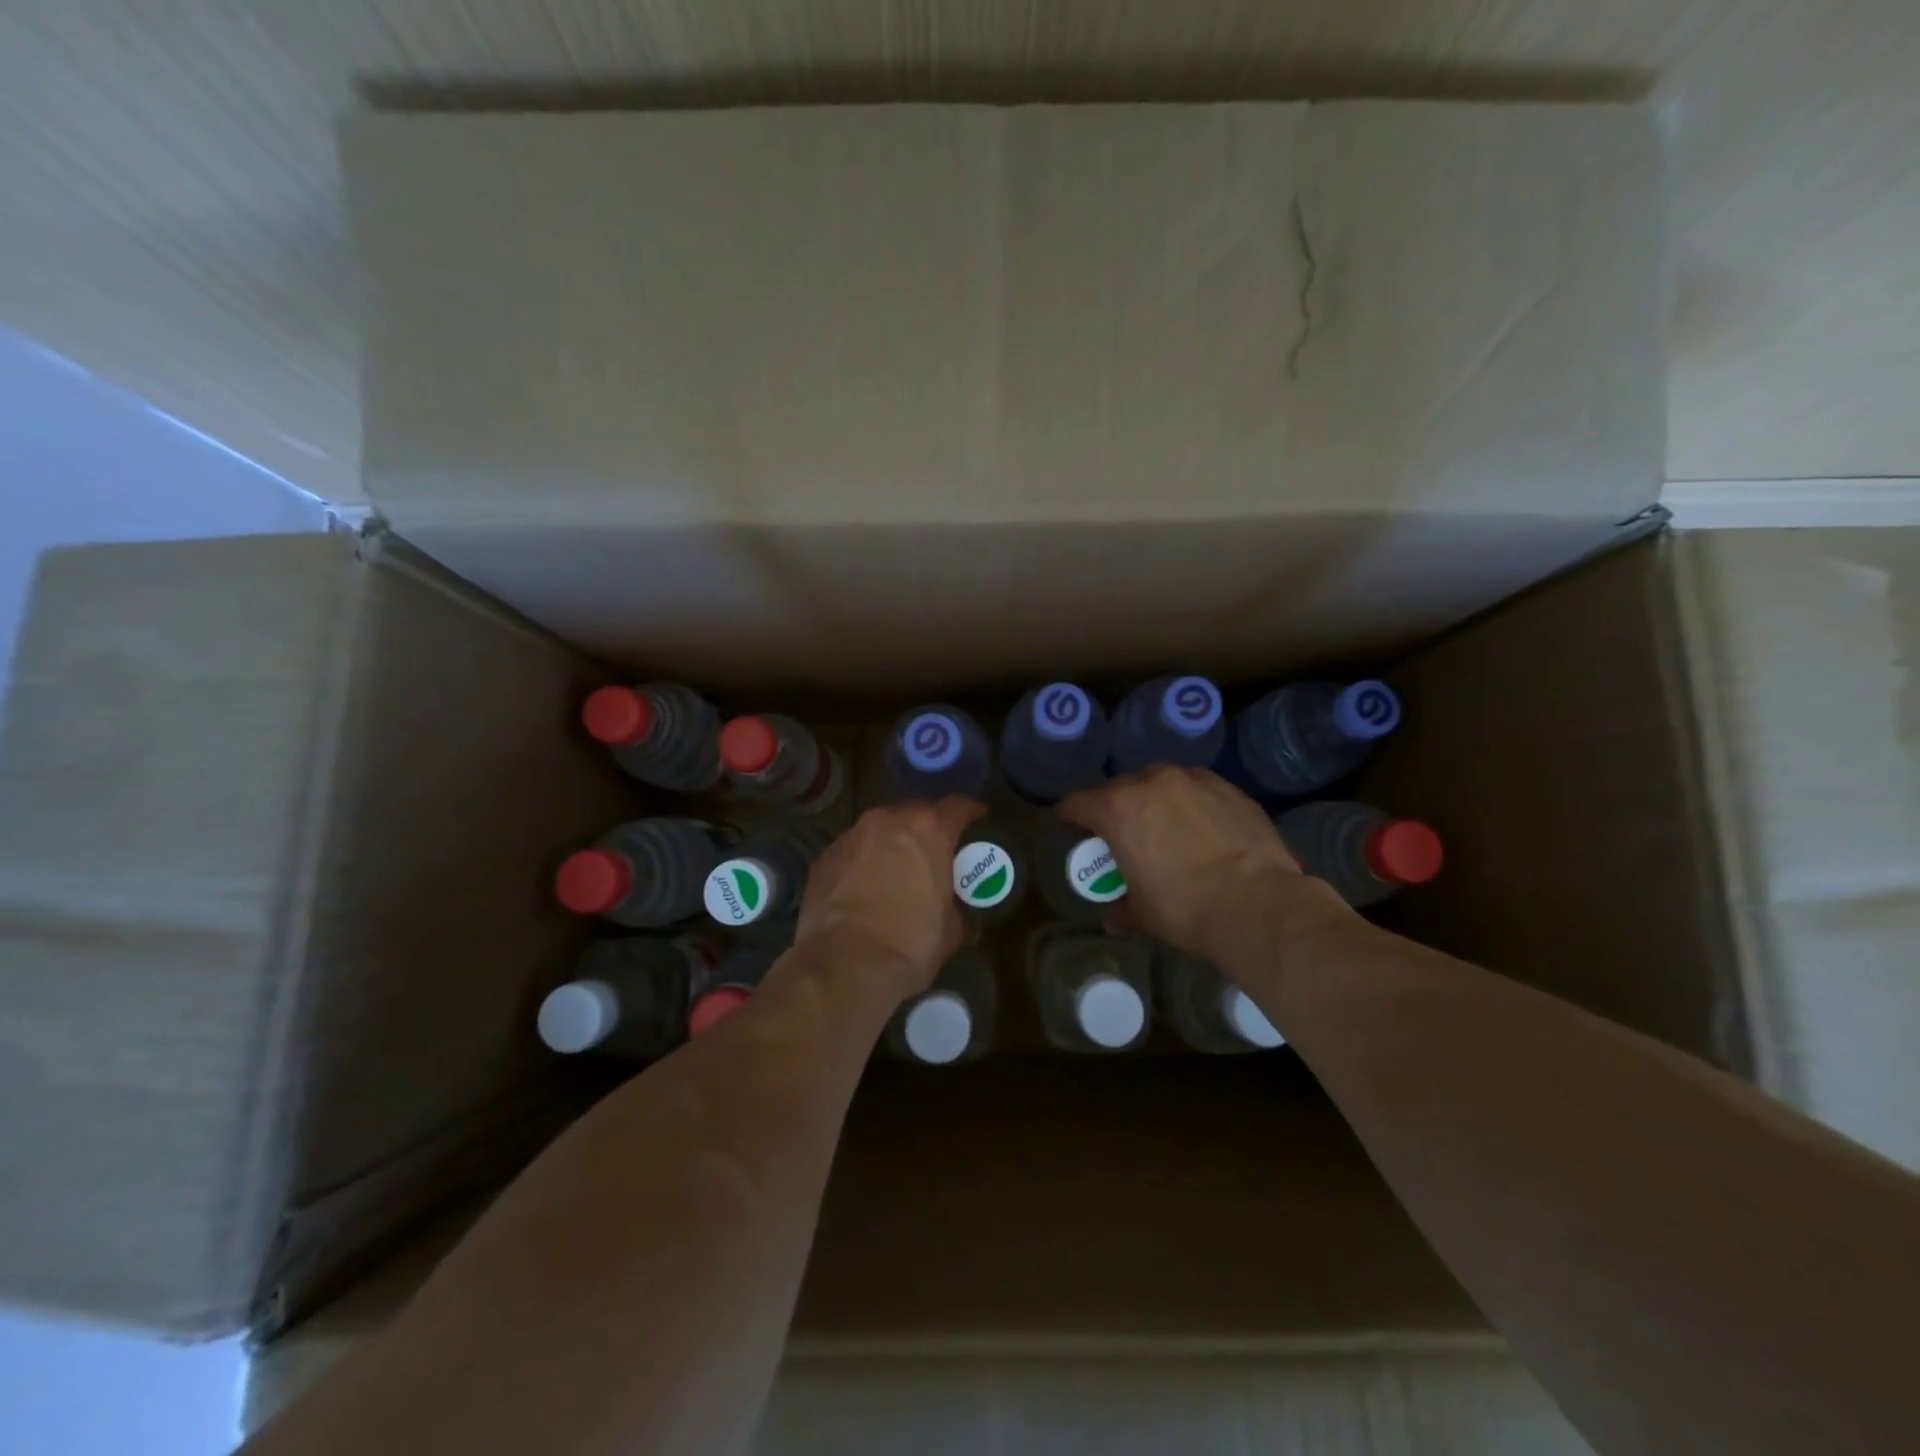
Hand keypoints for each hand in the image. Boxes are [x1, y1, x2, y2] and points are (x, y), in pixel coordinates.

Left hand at [795, 798, 984, 1000]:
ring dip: (892, 843)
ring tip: (897, 868)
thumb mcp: (951, 931)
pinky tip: (865, 887)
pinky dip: (863, 861)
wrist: (845, 965)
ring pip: (879, 829)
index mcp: (928, 830)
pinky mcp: (824, 857)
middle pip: (915, 812)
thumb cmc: (910, 943)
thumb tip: (964, 916)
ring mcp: (851, 836)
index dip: (971, 812)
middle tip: (935, 850)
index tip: (978, 820)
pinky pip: (853, 851)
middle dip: (927, 828)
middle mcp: (888, 821)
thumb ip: (960, 910)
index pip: (957, 806)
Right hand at [1057, 767, 1348, 963]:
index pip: (1078, 802)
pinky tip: (1199, 824)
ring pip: (1160, 780)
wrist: (1258, 905)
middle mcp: (1152, 784)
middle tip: (1118, 830)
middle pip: (1119, 786)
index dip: (1068, 814)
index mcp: (1118, 810)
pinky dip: (1189, 801)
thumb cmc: (1185, 909)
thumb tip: (1113, 918)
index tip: (1067, 823)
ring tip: (1161, 822)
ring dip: (1152, 797)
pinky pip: (1196, 787)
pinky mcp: (1228, 788)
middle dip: (1113, 805)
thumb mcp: (1143, 914)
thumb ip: (1122, 909)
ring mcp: (1193, 781)